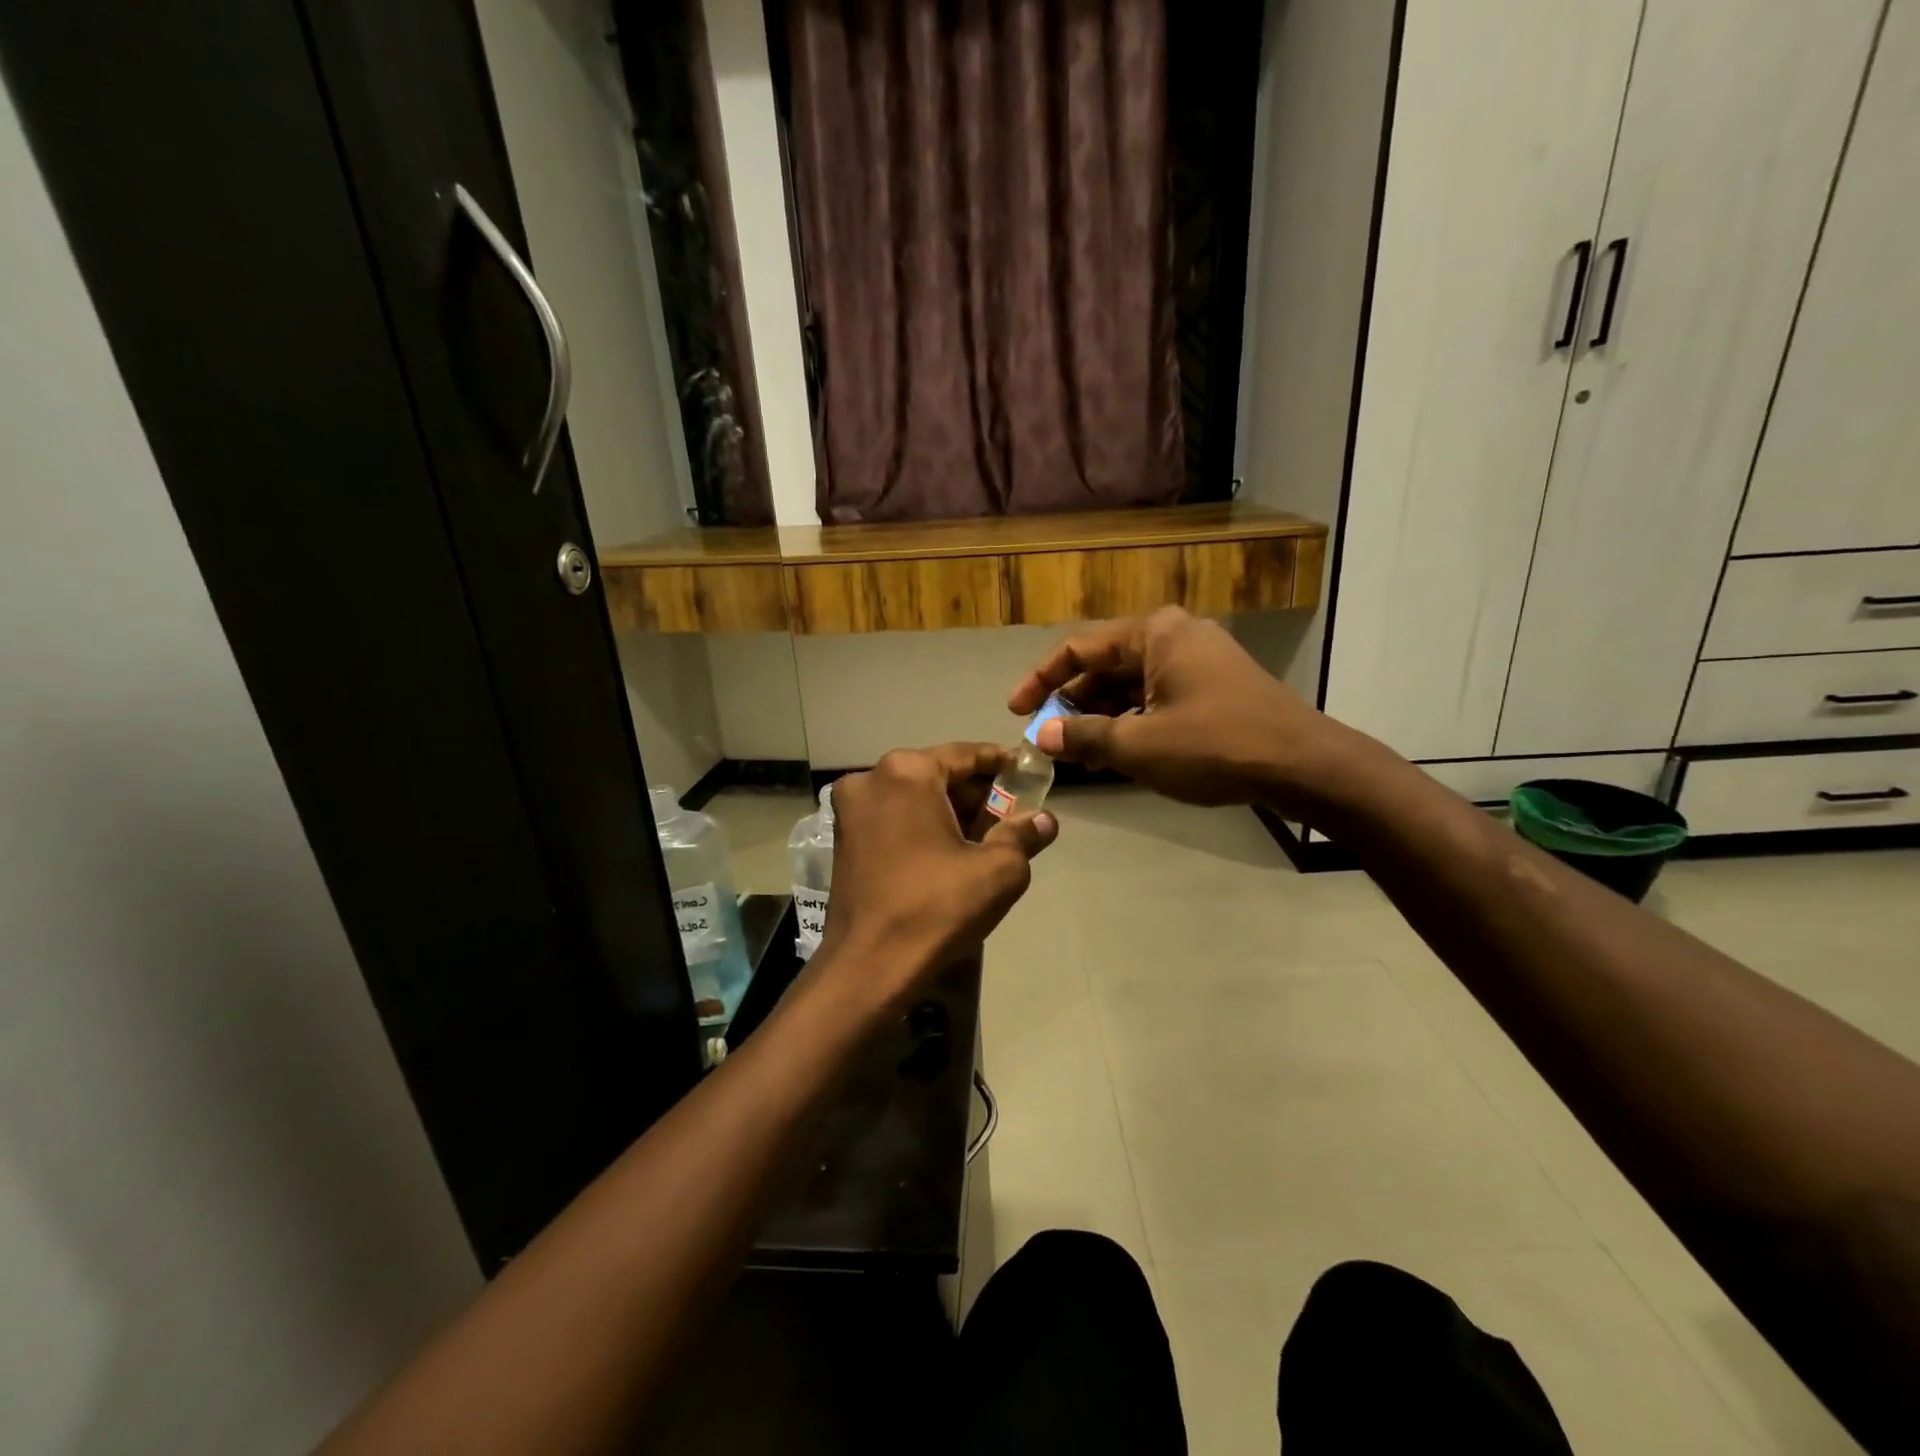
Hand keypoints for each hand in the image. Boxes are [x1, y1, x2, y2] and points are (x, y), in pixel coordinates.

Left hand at [820, 744, 1058, 1006]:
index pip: (966, 755)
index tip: (1027, 771)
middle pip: (938, 775)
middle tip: (1013, 812)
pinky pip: (894, 818)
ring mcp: (851, 809)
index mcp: (907, 772)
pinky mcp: (843, 839)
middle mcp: (872, 779)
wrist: (869, 966)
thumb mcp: (998, 871)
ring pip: (914, 797)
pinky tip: (950, 852)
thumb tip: (1044, 819)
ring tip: (988, 836)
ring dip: (950, 811)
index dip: (1001, 763)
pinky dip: (923, 826)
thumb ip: (1024, 835)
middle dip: (976, 793)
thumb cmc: (936, 908)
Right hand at [1007, 606, 1370, 816]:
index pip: (1078, 648)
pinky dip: (1131, 721)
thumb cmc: (1216, 746)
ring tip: (1075, 754)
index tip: (1014, 710)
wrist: (1304, 766)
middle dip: (1071, 704)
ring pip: (1130, 684)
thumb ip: (1084, 737)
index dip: (1040, 680)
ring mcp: (1197, 660)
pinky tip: (1115, 753)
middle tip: (1046, 739)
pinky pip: (1156, 696)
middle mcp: (1174, 636)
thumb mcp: (1140, 746)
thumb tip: (1041, 736)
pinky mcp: (1213, 686)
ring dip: (1100, 717)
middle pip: (1104, 665)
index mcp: (1154, 633)